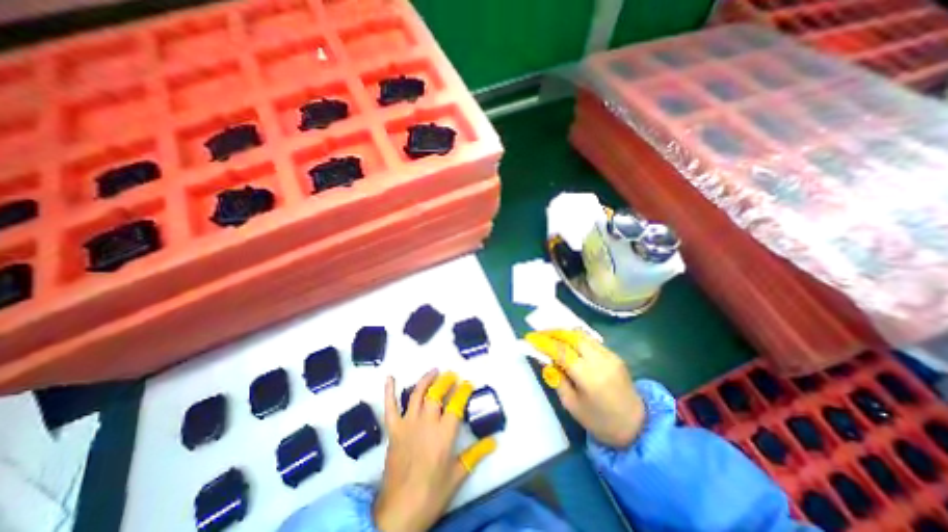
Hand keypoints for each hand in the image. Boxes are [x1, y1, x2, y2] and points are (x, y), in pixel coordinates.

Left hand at [374, 367, 497, 531]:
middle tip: (452, 375)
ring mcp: (408, 424)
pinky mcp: (394, 430)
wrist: (398, 513)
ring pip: (417, 394)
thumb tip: (494, 441)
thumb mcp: (457, 475)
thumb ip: (475, 454)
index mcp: (444, 433)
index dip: (463, 391)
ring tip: (434, 371)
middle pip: (436, 393)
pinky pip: (390, 407)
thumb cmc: (431, 494)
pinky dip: (389, 391)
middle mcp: (426, 423)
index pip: (456, 404)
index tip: (468, 384)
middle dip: (446, 381)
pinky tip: (390, 378)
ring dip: (426, 380)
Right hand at [526, 328, 643, 447]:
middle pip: (573, 337)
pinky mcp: (615, 355)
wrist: (637, 427)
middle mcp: (600, 361)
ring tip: (551, 336)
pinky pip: (591, 341)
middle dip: (553, 332)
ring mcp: (610, 356)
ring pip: (582, 335)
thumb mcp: (572, 405)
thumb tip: (546, 360)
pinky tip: (568, 344)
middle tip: (540, 334)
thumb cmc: (600, 422)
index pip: (562, 351)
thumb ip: (558, 379)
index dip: (544, 342)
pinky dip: (576, 339)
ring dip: (564, 333)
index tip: (530, 338)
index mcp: (589, 376)